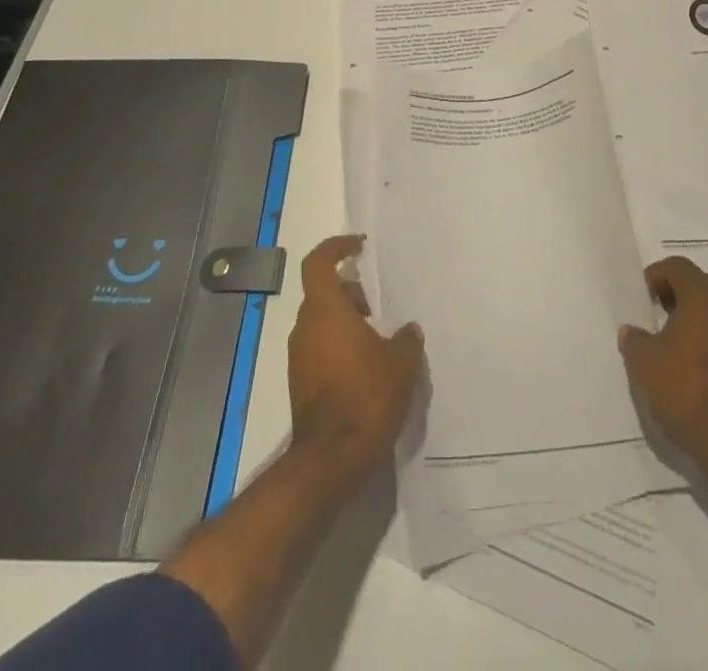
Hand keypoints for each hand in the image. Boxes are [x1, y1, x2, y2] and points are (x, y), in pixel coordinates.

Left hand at [287, 235, 424, 482]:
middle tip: (378, 306)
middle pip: (323, 293)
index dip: (336, 247)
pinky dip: (340, 346)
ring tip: (379, 339)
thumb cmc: (366, 396)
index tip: (359, 247)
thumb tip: (408, 329)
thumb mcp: (401, 362)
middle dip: (350, 293)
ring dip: (346, 322)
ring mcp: (299, 356)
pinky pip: (320, 348)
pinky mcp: (300, 382)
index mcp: (325, 310)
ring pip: (322, 322)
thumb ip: (406, 338)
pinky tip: (367, 367)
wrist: (330, 459)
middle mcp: (306, 327)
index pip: (318, 262)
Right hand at [618, 255, 707, 469]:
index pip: (678, 267)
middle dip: (673, 292)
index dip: (656, 275)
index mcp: (701, 297)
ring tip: (664, 338)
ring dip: (687, 315)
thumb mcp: (644, 362)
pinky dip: (700, 336)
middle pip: (697, 284)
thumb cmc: (684, 386)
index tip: (641, 296)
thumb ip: (634, 340)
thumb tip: (631, 332)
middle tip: (652, 311)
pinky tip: (682, 361)